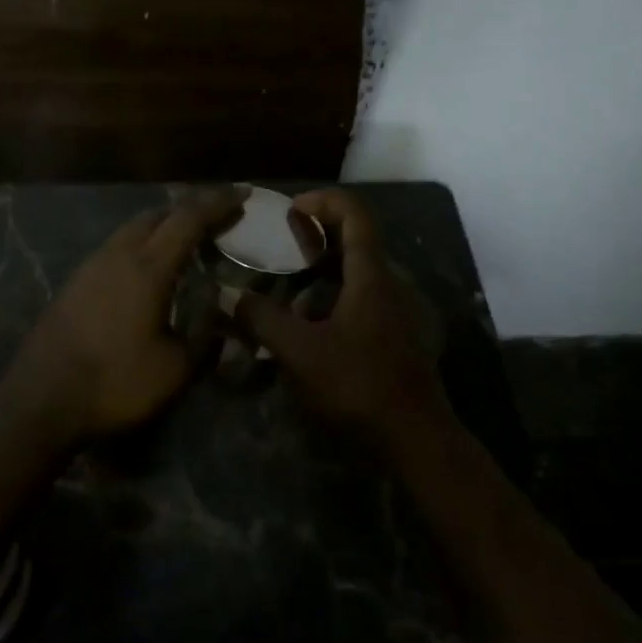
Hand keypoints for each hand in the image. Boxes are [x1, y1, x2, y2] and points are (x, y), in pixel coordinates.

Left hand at [3, 189, 243, 448]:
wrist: (39, 403)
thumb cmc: (114, 384)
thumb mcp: (175, 369)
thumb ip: (206, 335)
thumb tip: (223, 310)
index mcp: (148, 268)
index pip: (189, 219)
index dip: (219, 204)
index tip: (244, 194)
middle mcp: (118, 254)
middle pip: (158, 214)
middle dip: (191, 210)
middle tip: (218, 220)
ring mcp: (91, 266)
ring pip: (133, 228)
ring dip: (163, 226)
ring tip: (186, 243)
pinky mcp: (74, 282)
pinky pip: (116, 247)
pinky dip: (141, 244)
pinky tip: (147, 270)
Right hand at [236, 189, 448, 452]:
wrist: (415, 441)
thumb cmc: (359, 387)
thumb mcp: (301, 353)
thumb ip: (262, 320)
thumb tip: (226, 294)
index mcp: (371, 275)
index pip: (355, 214)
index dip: (323, 201)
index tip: (290, 210)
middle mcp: (387, 284)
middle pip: (354, 240)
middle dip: (315, 236)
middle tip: (278, 245)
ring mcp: (393, 311)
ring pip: (355, 272)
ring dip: (321, 270)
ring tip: (283, 286)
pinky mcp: (392, 335)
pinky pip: (359, 298)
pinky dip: (331, 297)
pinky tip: (304, 324)